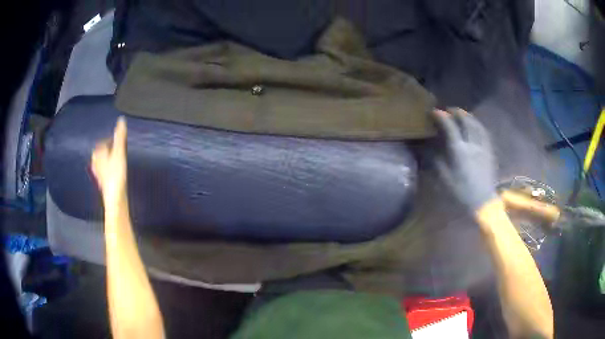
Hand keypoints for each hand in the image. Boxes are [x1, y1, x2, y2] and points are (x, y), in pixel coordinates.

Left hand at [91, 117, 127, 211]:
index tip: (116, 139)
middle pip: (100, 153)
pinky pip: (104, 173)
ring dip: (107, 160)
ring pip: (102, 163)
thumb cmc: (116, 174)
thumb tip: (121, 119)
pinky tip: (113, 173)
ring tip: (115, 159)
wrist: (115, 198)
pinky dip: (108, 170)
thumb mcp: (119, 152)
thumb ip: (120, 136)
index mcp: (98, 154)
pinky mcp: (104, 184)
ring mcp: (99, 175)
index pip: (102, 143)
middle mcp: (96, 163)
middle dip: (107, 149)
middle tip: (116, 148)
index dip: (109, 140)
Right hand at [433, 108, 496, 211]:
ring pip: (476, 125)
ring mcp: (483, 147)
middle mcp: (472, 145)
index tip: (435, 112)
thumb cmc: (462, 193)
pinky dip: (478, 126)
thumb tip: (432, 149)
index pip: (450, 128)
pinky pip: (484, 133)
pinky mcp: (489, 152)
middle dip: (457, 113)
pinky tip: (476, 126)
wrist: (483, 202)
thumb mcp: (445, 180)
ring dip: (468, 117)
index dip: (442, 117)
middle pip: (465, 122)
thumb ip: (438, 161)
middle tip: (450, 110)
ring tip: (463, 114)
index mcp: (459, 151)